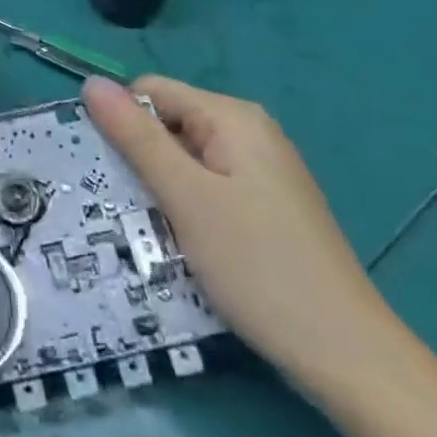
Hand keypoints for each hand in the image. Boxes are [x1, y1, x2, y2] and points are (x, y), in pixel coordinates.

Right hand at [82, 74, 395, 391]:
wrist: (345, 353)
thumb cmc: (257, 265)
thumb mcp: (185, 196)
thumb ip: (137, 137)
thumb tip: (92, 83)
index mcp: (233, 117)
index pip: (152, 91)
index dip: (122, 123)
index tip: (107, 171)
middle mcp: (250, 132)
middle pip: (171, 124)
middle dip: (141, 160)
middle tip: (125, 208)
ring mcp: (262, 171)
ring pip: (186, 160)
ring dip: (161, 189)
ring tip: (148, 231)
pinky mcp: (267, 206)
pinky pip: (209, 187)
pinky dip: (187, 208)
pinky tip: (182, 244)